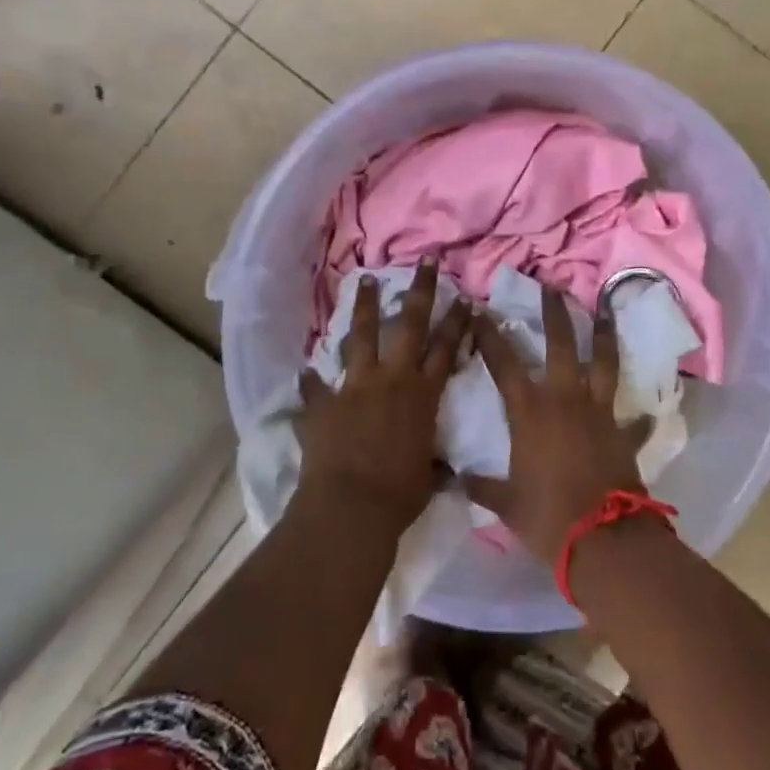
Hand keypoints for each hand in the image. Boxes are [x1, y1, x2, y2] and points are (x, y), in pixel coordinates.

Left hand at [295, 261, 471, 534]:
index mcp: (423, 395)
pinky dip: (311, 381)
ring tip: (365, 280)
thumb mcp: (428, 478)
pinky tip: (305, 370)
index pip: (446, 349)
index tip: (464, 297)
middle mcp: (392, 379)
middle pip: (409, 324)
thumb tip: (446, 472)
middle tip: (425, 262)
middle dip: (420, 291)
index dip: (456, 322)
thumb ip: (434, 465)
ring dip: (364, 307)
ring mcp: (355, 386)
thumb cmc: (400, 495)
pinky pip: (315, 386)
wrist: (350, 507)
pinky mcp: (324, 402)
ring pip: (362, 335)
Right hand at [464, 289, 651, 561]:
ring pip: (603, 364)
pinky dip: (637, 418)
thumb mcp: (505, 503)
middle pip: (561, 346)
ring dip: (603, 336)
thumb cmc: (546, 517)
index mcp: (530, 412)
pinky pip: (633, 421)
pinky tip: (644, 414)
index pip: (504, 364)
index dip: (490, 336)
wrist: (602, 541)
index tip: (480, 311)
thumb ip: (481, 486)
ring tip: (604, 311)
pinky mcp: (624, 434)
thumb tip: (454, 478)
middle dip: (555, 314)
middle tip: (552, 287)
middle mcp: (565, 401)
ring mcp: (599, 414)